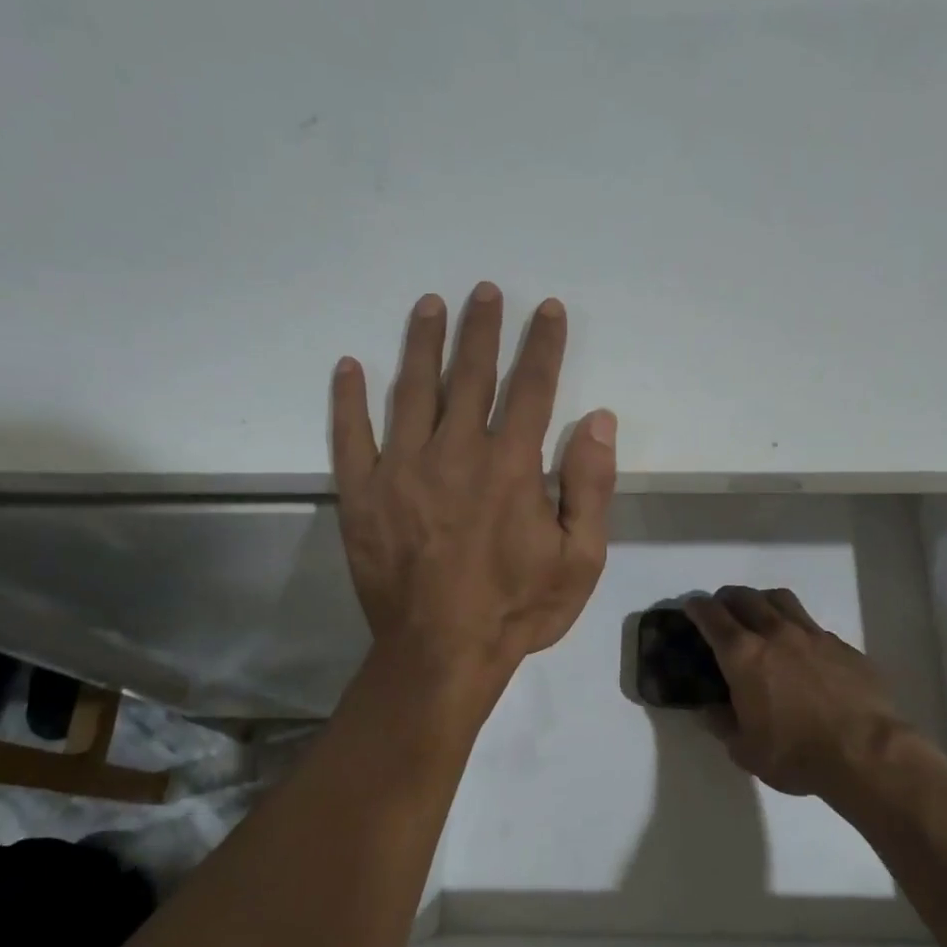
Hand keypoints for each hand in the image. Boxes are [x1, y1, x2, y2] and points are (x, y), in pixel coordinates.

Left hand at [330, 283, 616, 686]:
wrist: (439, 654)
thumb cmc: (517, 610)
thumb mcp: (580, 560)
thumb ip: (590, 486)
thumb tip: (597, 419)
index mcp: (510, 466)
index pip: (531, 387)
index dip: (542, 345)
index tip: (546, 310)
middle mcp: (454, 452)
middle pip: (470, 375)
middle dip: (481, 328)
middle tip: (483, 291)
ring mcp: (400, 469)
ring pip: (412, 390)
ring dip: (423, 344)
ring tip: (429, 306)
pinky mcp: (361, 494)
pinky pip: (350, 436)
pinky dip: (348, 399)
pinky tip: (350, 367)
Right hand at [686, 586, 933, 799]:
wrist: (866, 753)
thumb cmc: (796, 754)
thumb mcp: (745, 750)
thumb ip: (723, 725)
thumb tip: (711, 711)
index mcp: (743, 656)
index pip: (712, 616)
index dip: (697, 608)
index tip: (691, 607)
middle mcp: (775, 634)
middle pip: (745, 598)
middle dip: (727, 598)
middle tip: (722, 610)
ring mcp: (813, 636)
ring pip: (781, 600)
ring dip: (762, 601)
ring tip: (760, 616)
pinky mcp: (843, 646)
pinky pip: (812, 625)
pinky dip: (797, 628)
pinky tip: (802, 650)